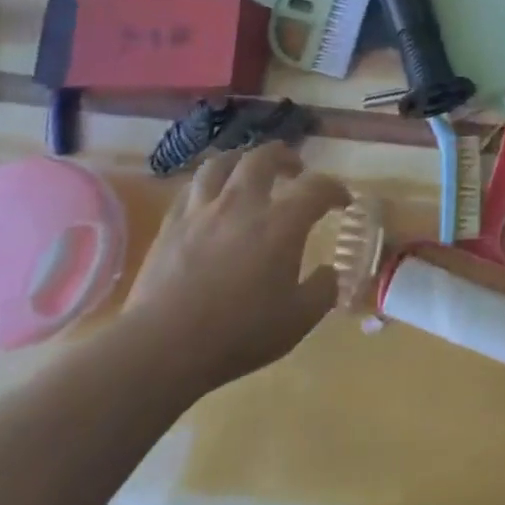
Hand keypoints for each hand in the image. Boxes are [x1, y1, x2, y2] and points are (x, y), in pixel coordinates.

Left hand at [122, 143, 345, 396]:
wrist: (162, 348)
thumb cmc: (238, 334)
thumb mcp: (298, 319)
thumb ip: (323, 290)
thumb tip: (330, 272)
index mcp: (281, 223)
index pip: (317, 187)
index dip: (335, 190)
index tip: (343, 202)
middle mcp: (243, 204)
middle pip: (264, 157)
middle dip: (285, 157)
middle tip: (295, 170)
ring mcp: (202, 212)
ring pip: (221, 163)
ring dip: (241, 161)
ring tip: (249, 172)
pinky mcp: (170, 227)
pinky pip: (190, 189)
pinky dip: (207, 186)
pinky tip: (210, 200)